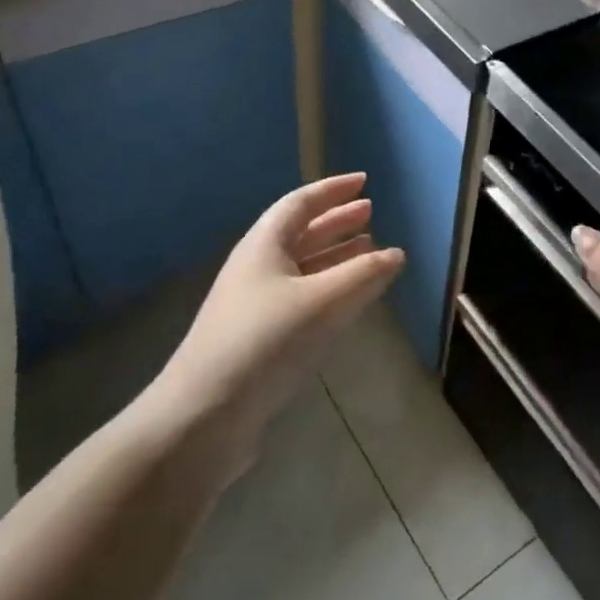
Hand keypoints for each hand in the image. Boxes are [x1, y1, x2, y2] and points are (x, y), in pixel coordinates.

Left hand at [146, 173, 403, 468]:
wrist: (203, 417)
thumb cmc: (263, 343)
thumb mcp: (321, 303)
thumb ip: (364, 275)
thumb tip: (397, 253)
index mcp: (264, 246)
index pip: (301, 203)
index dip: (333, 189)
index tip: (364, 181)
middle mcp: (258, 268)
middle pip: (302, 233)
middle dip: (337, 221)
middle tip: (370, 212)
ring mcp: (256, 305)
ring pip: (304, 268)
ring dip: (336, 256)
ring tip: (370, 250)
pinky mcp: (260, 339)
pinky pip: (303, 298)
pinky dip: (330, 289)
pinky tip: (350, 300)